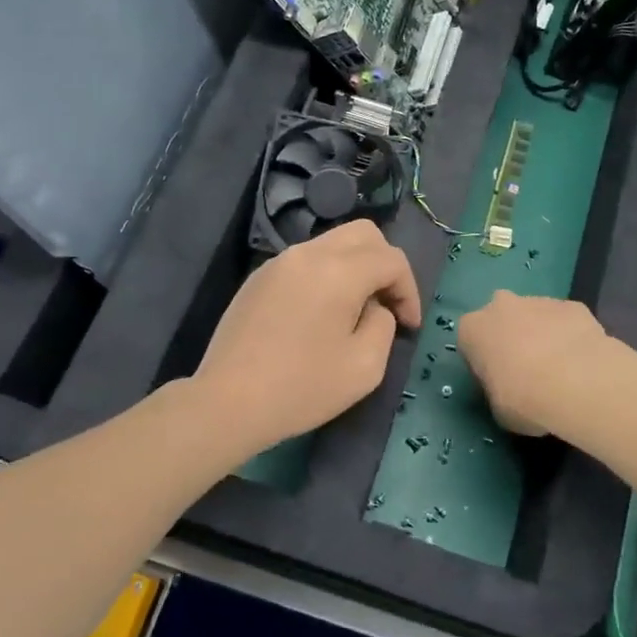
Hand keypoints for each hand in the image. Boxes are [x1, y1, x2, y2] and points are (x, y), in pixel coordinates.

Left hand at [195, 220, 421, 453]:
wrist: (227, 402)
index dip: (409, 291)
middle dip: (385, 265)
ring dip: (356, 267)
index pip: (392, 259)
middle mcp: (309, 253)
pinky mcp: (260, 277)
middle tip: (387, 305)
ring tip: (355, 310)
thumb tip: (374, 307)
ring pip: (333, 243)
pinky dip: (327, 274)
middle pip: (364, 234)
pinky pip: (306, 260)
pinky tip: (320, 315)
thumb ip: (383, 325)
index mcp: (339, 271)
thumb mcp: (365, 367)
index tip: (409, 326)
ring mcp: (280, 262)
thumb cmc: (301, 387)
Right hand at [457, 291, 609, 435]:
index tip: (497, 381)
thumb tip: (508, 389)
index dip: (484, 362)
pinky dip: (569, 336)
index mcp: (473, 329)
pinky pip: (565, 321)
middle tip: (526, 369)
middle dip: (511, 337)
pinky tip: (581, 362)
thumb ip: (496, 390)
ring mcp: (539, 301)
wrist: (577, 385)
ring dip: (542, 335)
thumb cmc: (523, 400)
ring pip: (535, 316)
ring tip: (560, 369)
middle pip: (502, 319)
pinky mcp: (572, 305)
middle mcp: (501, 306)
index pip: (471, 342)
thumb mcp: (497, 408)